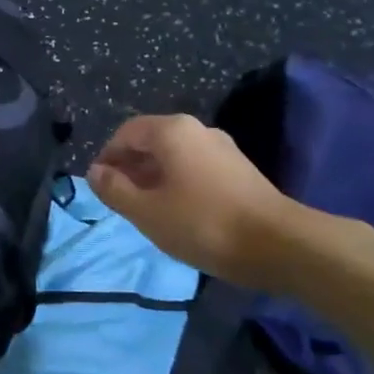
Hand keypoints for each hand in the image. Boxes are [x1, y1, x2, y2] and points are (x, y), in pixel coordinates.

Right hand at [87, 113, 293, 280]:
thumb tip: (95, 172)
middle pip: (151, 141)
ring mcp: (222, 148)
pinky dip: (177, 184)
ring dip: (153, 178)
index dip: (107, 156)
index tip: (99, 186)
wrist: (278, 244)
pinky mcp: (239, 170)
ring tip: (145, 210)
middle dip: (130, 168)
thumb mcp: (147, 211)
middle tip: (119, 201)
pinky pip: (195, 168)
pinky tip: (177, 213)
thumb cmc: (203, 223)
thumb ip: (115, 190)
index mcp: (172, 131)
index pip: (126, 132)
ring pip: (174, 156)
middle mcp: (197, 130)